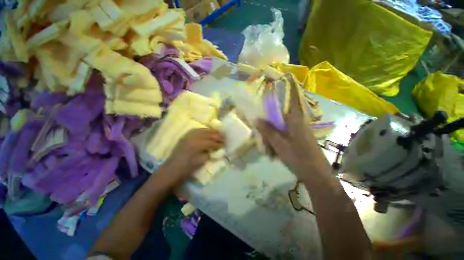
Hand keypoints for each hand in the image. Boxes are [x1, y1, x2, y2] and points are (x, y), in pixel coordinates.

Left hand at [158, 128, 223, 187]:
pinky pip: (195, 130)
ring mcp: (188, 136)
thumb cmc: (186, 169)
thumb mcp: (200, 162)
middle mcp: (193, 137)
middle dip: (217, 135)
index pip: (211, 142)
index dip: (219, 143)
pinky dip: (203, 130)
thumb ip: (208, 153)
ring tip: (217, 133)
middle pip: (208, 134)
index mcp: (197, 145)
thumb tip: (214, 149)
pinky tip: (206, 131)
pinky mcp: (185, 137)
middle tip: (223, 137)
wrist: (170, 170)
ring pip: (202, 130)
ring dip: (210, 131)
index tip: (224, 144)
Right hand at [256, 74, 329, 179]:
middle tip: (263, 140)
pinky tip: (275, 153)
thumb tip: (256, 119)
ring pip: (280, 128)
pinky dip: (277, 142)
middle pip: (278, 118)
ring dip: (272, 138)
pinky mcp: (298, 138)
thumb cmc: (298, 157)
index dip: (279, 96)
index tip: (272, 94)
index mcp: (294, 119)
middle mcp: (297, 122)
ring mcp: (298, 131)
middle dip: (268, 128)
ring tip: (269, 151)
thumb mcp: (279, 143)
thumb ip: (267, 130)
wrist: (316, 175)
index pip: (286, 101)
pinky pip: (284, 136)